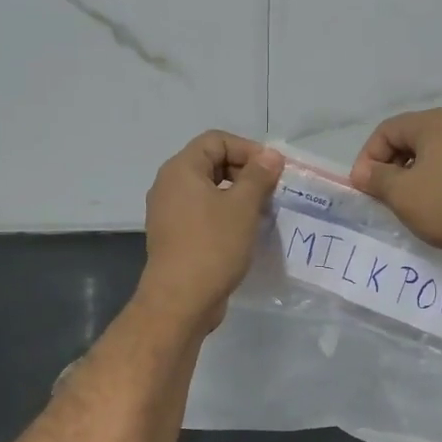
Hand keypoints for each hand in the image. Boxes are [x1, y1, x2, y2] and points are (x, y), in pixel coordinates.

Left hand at [140, 131, 282, 329]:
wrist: (180, 301)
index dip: (247, 148)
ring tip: (263, 211)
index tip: (272, 170)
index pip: (216, 140)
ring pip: (208, 190)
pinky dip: (225, 214)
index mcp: (181, 170)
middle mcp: (169, 185)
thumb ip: (258, 176)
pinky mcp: (175, 236)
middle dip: (244, 171)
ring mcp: (169, 212)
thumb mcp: (242, 207)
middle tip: (271, 190)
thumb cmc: (212, 246)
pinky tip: (246, 231)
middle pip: (211, 162)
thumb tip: (271, 155)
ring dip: (237, 195)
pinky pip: (202, 212)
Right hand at [350, 109, 441, 265]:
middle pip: (409, 139)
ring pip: (432, 155)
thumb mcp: (402, 194)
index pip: (386, 130)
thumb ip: (376, 178)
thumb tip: (363, 172)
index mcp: (433, 122)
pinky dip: (436, 183)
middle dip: (389, 167)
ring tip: (407, 205)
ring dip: (412, 177)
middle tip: (381, 196)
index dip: (367, 157)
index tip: (363, 188)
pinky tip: (436, 209)